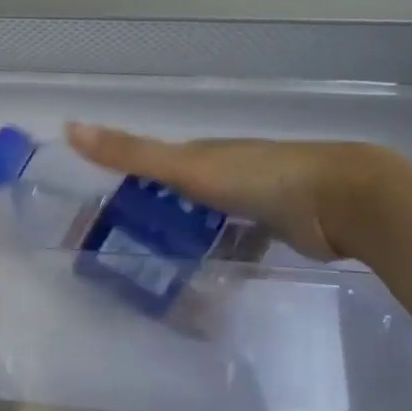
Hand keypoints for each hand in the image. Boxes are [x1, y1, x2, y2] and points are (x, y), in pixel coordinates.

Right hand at [64, 123, 396, 261]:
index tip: (101, 217)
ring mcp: (253, 201)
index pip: (153, 168)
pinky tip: (207, 283)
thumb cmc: (258, 178)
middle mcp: (225, 173)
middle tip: (125, 253)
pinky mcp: (276, 229)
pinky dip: (222, 259)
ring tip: (159, 274)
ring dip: (188, 241)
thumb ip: (131, 153)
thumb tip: (70, 127)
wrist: (341, 200)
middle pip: (179, 196)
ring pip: (208, 222)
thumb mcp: (186, 166)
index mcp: (202, 154)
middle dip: (154, 218)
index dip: (125, 187)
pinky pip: (237, 245)